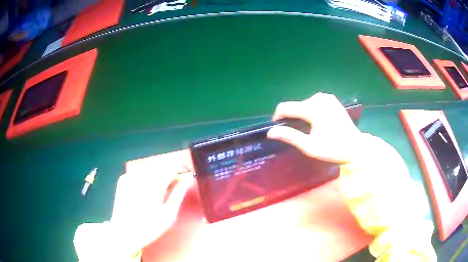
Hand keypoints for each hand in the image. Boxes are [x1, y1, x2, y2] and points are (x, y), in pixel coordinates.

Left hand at [109, 170, 193, 249]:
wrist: (124, 233)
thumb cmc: (149, 227)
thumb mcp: (169, 214)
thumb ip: (179, 193)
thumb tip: (188, 177)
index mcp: (154, 185)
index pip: (171, 166)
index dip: (180, 170)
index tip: (184, 178)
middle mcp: (141, 176)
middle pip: (160, 167)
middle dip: (168, 176)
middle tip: (170, 191)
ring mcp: (130, 176)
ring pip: (150, 170)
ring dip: (156, 178)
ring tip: (156, 195)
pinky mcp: (123, 179)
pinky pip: (139, 174)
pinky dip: (145, 181)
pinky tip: (143, 194)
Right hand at [267, 93, 361, 162]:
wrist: (355, 146)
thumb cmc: (332, 148)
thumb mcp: (309, 146)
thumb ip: (290, 136)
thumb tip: (270, 132)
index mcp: (313, 109)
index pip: (286, 107)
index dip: (277, 116)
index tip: (276, 127)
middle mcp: (319, 98)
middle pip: (296, 105)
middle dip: (292, 117)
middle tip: (296, 132)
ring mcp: (327, 97)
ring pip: (304, 102)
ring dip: (301, 113)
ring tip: (306, 127)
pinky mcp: (332, 99)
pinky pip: (314, 101)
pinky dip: (310, 109)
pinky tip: (316, 120)